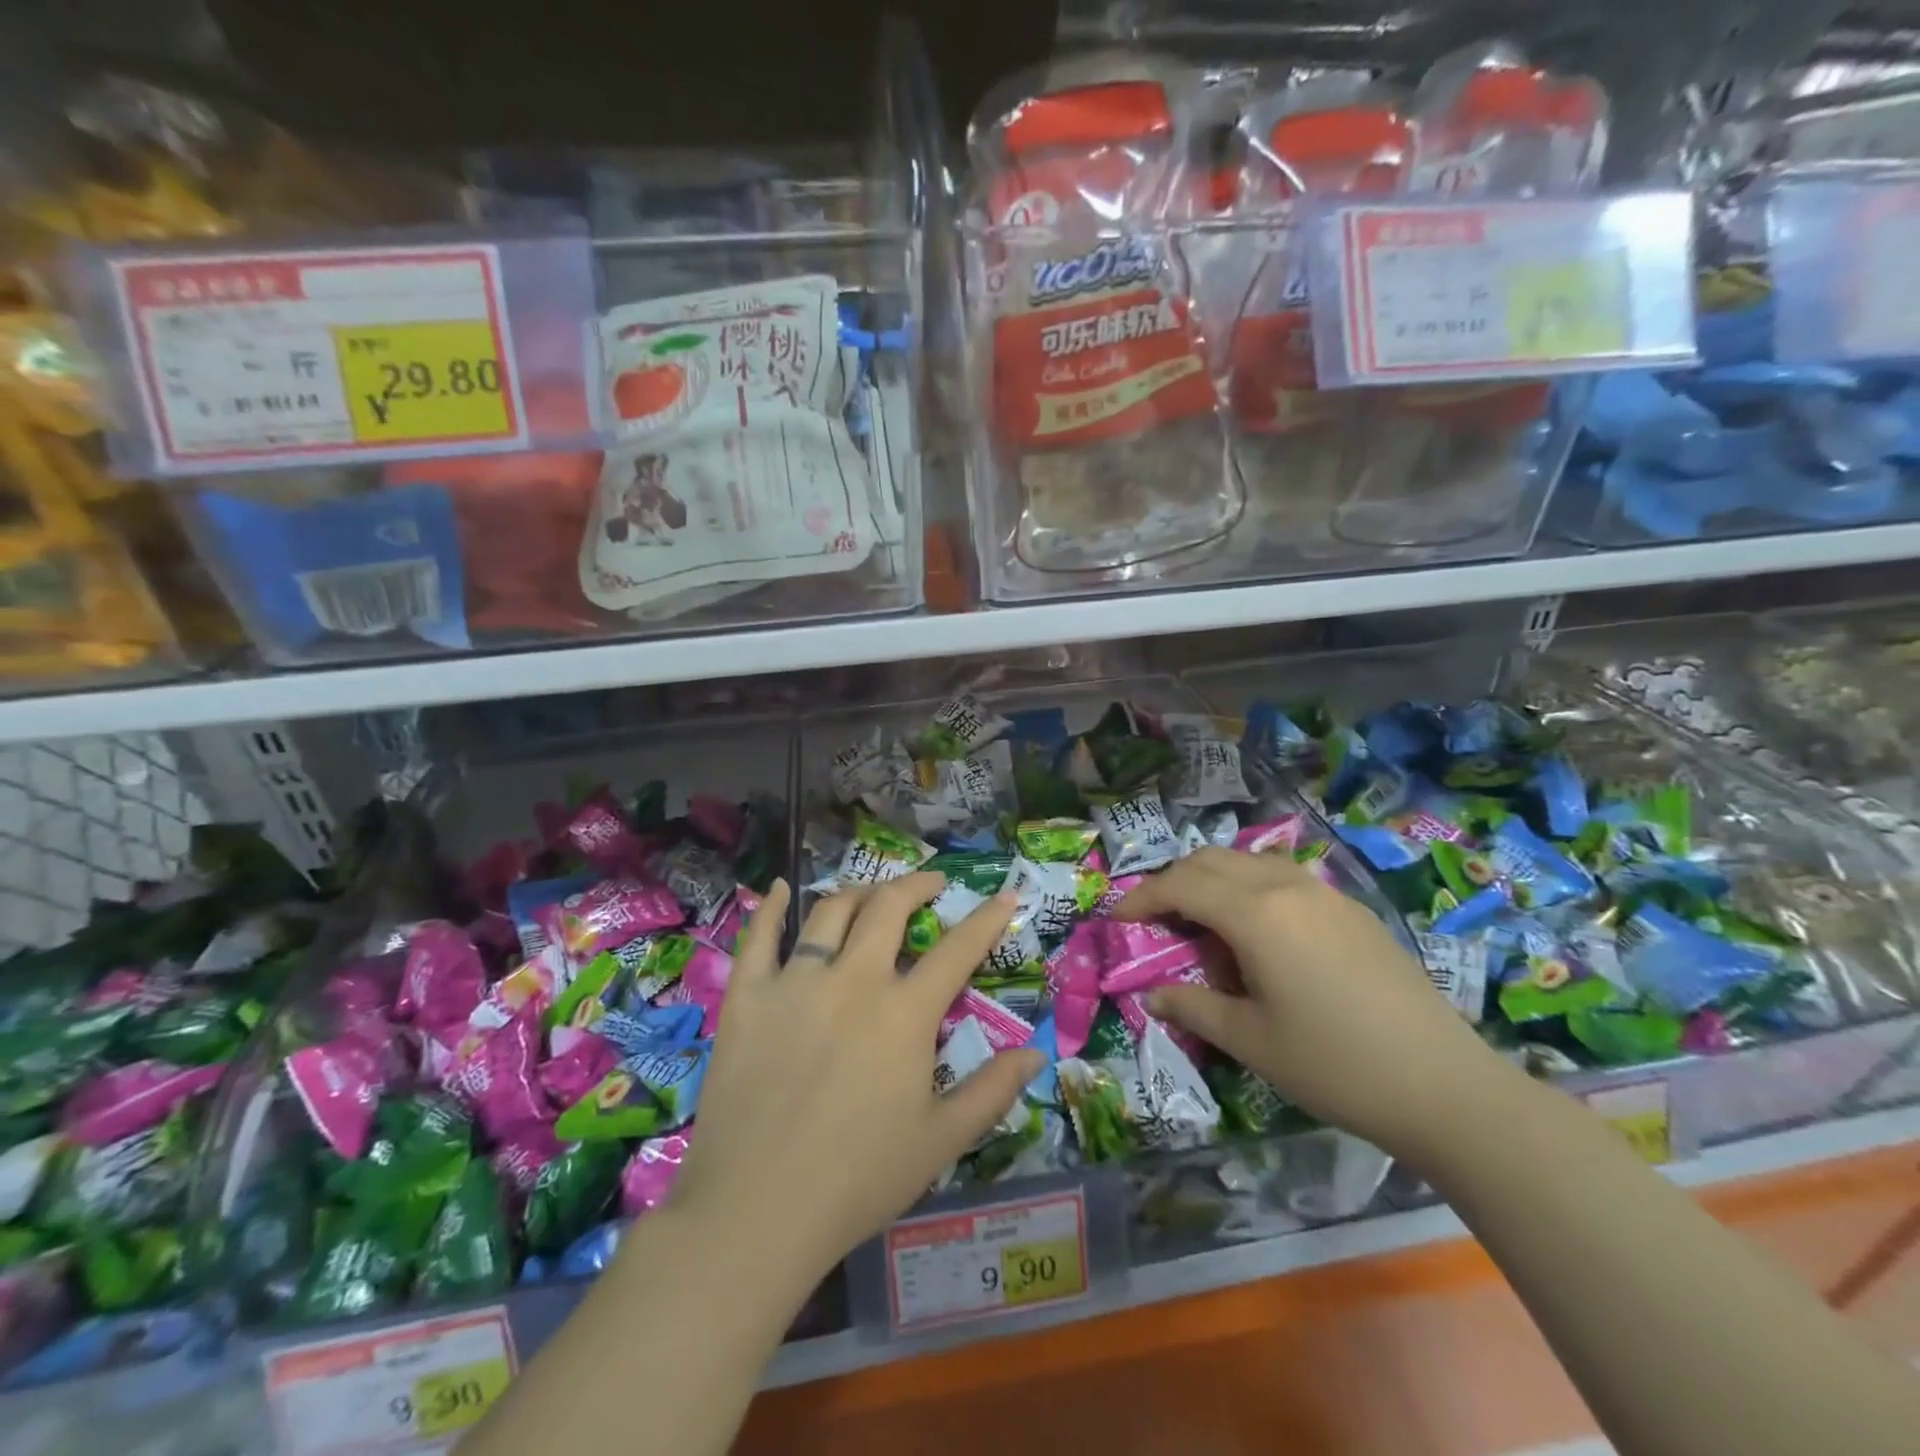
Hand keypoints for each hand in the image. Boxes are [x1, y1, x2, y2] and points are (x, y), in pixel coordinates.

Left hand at [666, 874, 1044, 1285]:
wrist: (756, 1212)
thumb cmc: (858, 1180)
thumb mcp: (940, 1141)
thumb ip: (992, 1091)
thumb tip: (1035, 1053)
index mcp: (904, 1012)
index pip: (957, 950)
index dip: (986, 918)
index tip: (1004, 895)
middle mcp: (853, 979)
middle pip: (888, 908)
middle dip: (916, 886)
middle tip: (930, 884)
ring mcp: (795, 982)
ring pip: (830, 912)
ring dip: (858, 893)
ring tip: (871, 895)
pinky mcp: (748, 997)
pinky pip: (759, 937)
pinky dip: (771, 906)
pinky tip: (779, 887)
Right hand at [1114, 847, 1504, 1159]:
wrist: (1445, 1085)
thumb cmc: (1334, 1065)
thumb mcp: (1250, 1041)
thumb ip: (1193, 1006)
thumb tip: (1153, 993)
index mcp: (1256, 914)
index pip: (1181, 885)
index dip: (1142, 898)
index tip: (1118, 918)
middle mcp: (1286, 886)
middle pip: (1211, 860)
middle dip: (1173, 882)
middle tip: (1156, 919)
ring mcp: (1324, 892)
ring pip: (1248, 861)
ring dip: (1213, 880)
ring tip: (1203, 923)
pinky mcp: (1350, 909)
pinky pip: (1283, 877)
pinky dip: (1251, 888)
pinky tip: (1259, 933)